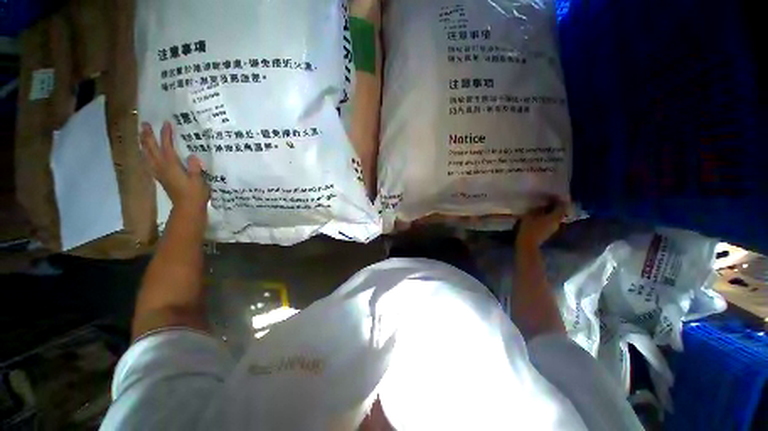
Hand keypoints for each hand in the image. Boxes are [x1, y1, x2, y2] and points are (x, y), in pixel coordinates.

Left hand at [141, 121, 209, 211]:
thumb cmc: (195, 193)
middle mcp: (161, 167)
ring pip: (146, 155)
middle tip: (144, 124)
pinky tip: (145, 153)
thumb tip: (192, 156)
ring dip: (143, 144)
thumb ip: (195, 167)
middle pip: (151, 148)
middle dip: (147, 136)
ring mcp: (159, 172)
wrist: (187, 208)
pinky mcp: (160, 177)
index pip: (166, 146)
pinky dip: (145, 155)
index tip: (166, 123)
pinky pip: (148, 163)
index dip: (166, 134)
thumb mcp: (199, 180)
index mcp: (171, 165)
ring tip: (141, 135)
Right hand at [517, 200, 566, 247]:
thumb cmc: (529, 228)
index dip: (558, 200)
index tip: (551, 196)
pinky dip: (547, 218)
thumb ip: (537, 209)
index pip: (562, 206)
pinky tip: (539, 217)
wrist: (527, 243)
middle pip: (559, 212)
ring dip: (550, 212)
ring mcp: (553, 229)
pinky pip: (550, 222)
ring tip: (541, 209)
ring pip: (555, 217)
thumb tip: (541, 205)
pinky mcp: (548, 232)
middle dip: (554, 206)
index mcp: (554, 217)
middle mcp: (557, 222)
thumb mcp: (529, 215)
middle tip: (546, 201)